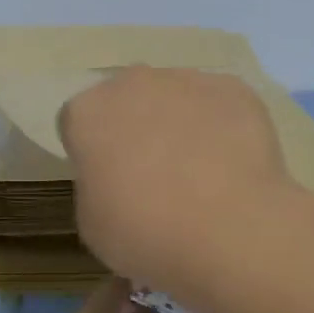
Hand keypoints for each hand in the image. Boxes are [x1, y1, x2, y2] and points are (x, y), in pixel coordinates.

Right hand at [58, 67, 290, 294]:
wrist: (229, 230)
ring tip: (202, 173)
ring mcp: (187, 80)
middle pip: (128, 99)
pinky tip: (234, 166)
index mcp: (87, 112)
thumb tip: (117, 177)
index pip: (78, 123)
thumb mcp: (93, 223)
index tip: (108, 181)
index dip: (92, 152)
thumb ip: (96, 185)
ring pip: (176, 97)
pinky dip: (223, 127)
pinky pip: (220, 105)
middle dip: (136, 126)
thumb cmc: (145, 232)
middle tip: (154, 175)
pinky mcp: (234, 89)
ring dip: (181, 124)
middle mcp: (133, 83)